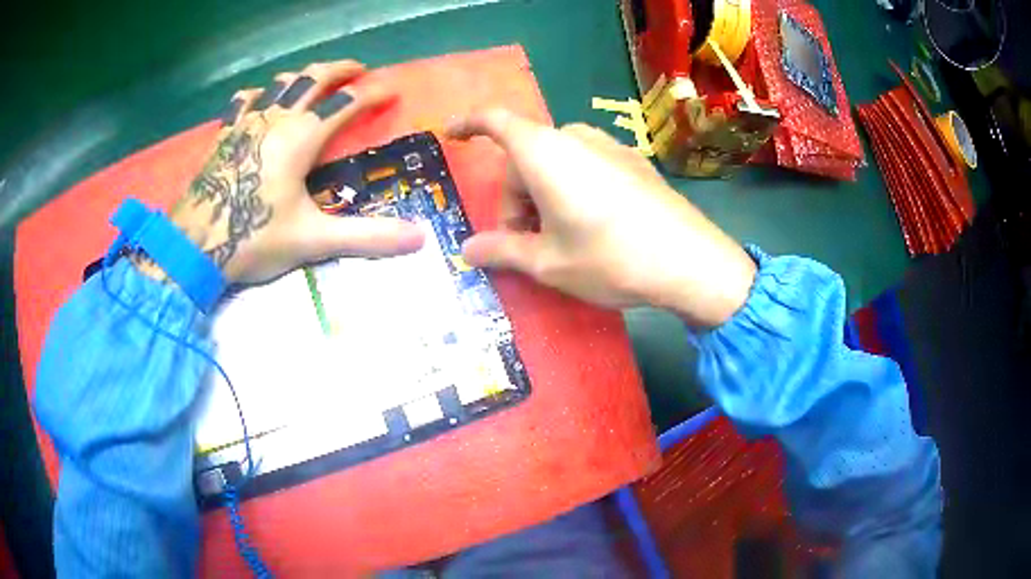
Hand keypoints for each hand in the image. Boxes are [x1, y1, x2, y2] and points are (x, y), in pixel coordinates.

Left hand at [157, 60, 424, 284]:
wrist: (194, 247)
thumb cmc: (253, 238)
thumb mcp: (313, 240)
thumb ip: (367, 237)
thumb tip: (420, 238)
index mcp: (302, 136)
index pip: (346, 101)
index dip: (373, 93)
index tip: (391, 91)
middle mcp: (277, 118)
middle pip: (313, 77)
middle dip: (340, 69)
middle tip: (358, 69)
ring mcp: (246, 123)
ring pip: (280, 83)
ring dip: (302, 76)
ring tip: (313, 80)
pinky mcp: (224, 135)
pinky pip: (243, 101)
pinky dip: (258, 93)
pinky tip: (259, 98)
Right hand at [447, 109, 756, 327]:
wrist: (690, 262)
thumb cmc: (609, 258)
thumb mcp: (548, 262)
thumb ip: (502, 251)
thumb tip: (466, 251)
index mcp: (544, 153)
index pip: (494, 121)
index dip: (469, 124)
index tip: (452, 134)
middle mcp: (575, 138)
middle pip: (526, 155)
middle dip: (515, 196)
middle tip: (524, 242)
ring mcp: (609, 146)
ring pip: (556, 160)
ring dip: (543, 193)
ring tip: (559, 237)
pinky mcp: (634, 161)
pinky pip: (586, 164)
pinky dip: (572, 187)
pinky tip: (592, 224)